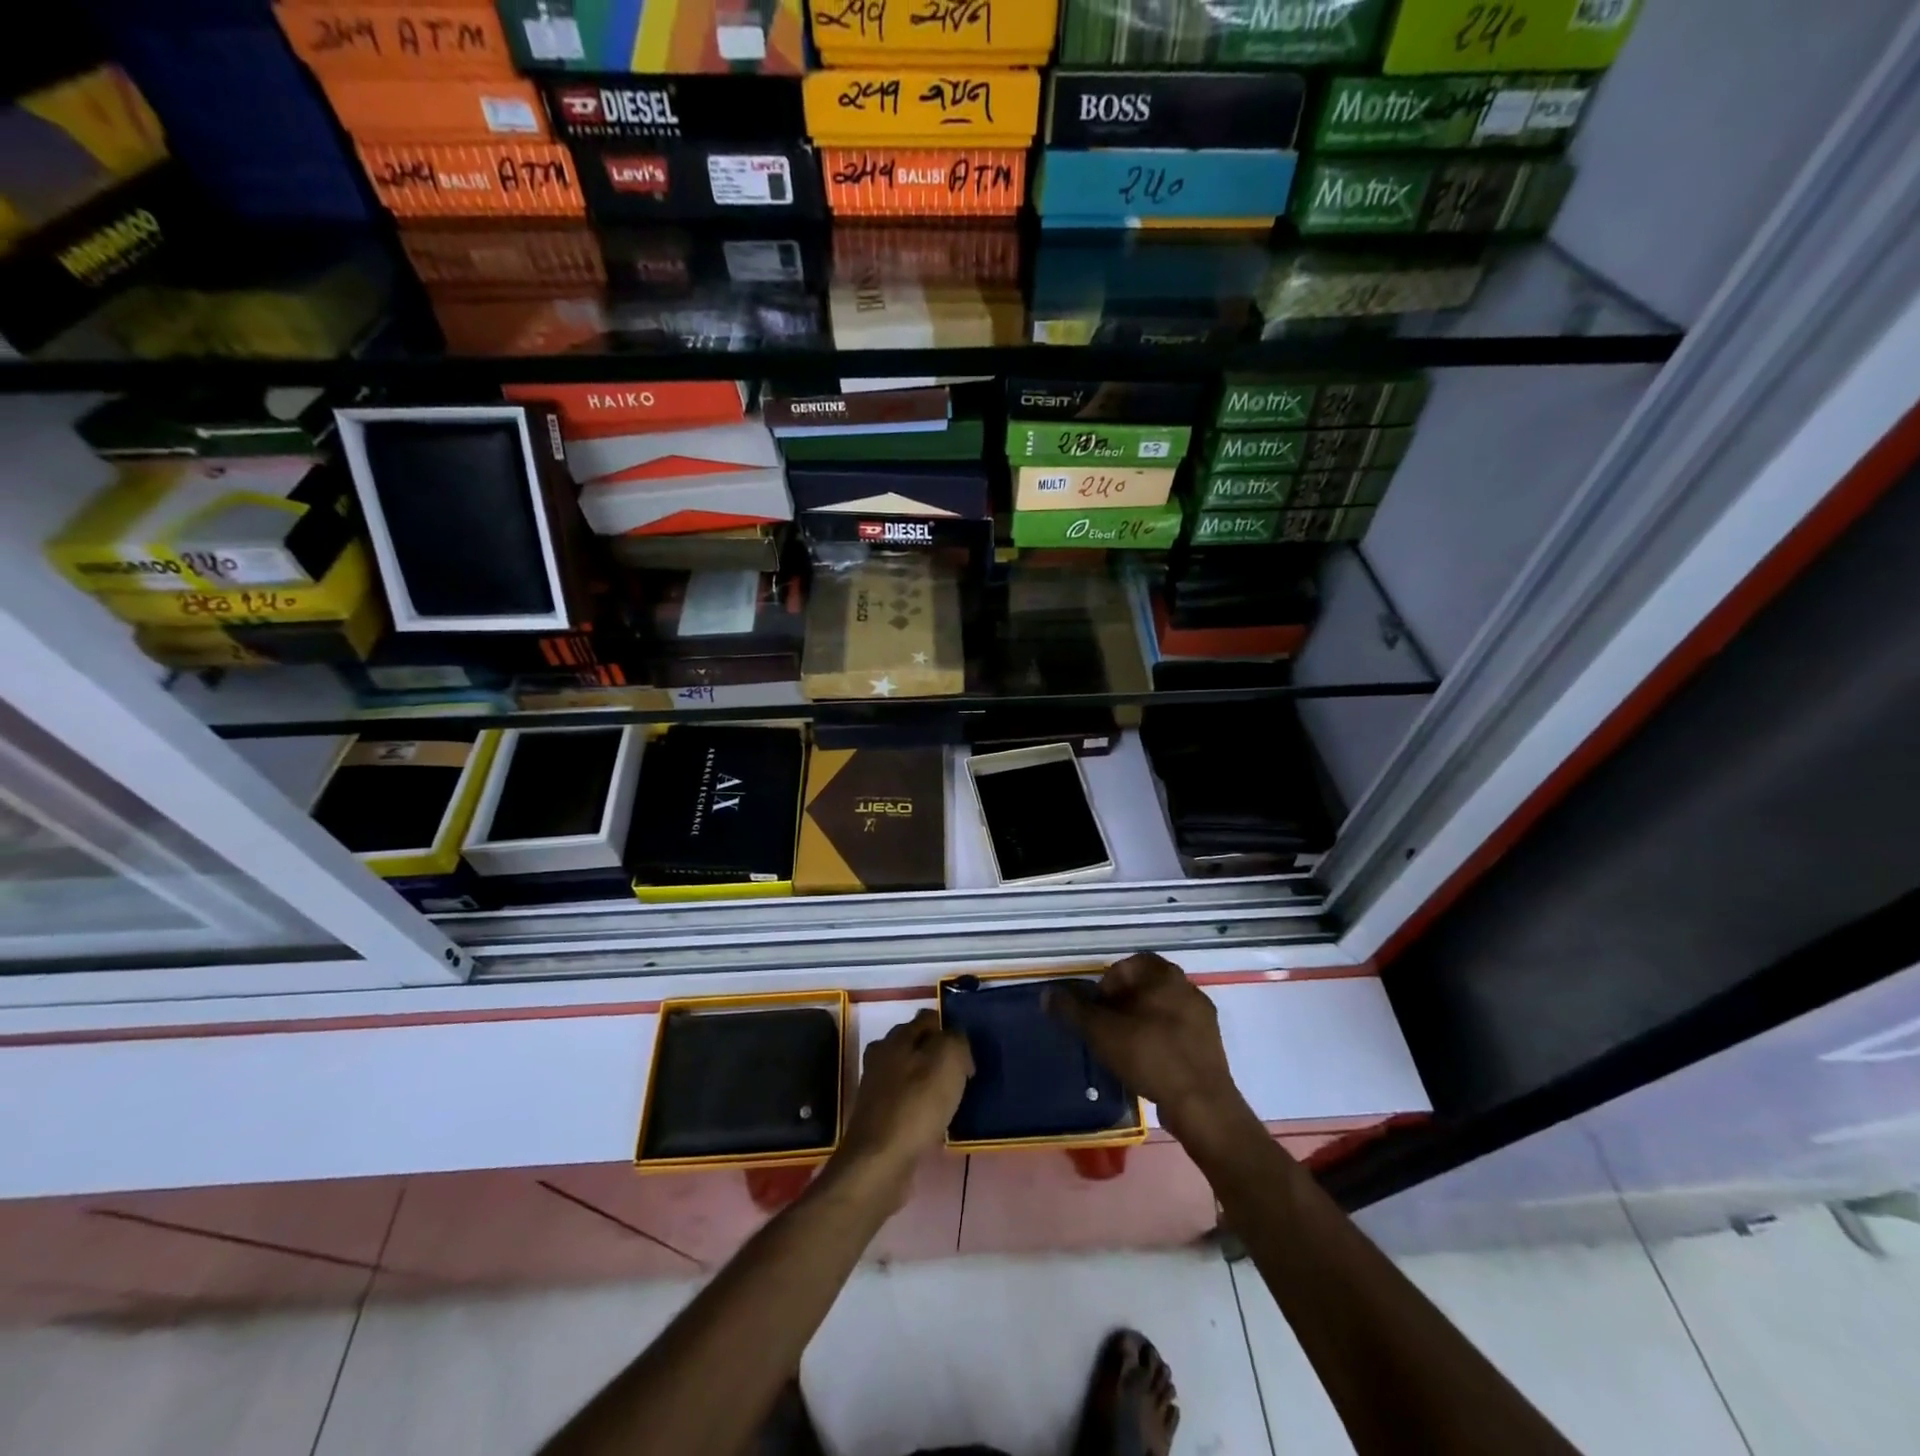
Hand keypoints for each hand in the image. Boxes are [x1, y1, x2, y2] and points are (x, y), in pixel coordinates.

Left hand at [833, 1010, 972, 1202]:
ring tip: (953, 1098)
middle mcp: (881, 1057)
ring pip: (911, 1074)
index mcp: (895, 1038)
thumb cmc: (917, 1105)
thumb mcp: (948, 1060)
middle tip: (963, 1074)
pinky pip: (906, 1102)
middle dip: (939, 1055)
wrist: (881, 1162)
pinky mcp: (878, 1118)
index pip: (927, 1018)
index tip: (969, 1049)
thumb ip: (956, 1040)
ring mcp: (876, 1089)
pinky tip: (935, 1121)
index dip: (950, 1028)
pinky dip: (921, 1107)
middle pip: (916, 1046)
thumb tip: (957, 1043)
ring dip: (930, 1082)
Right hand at [1047, 954, 1251, 1142]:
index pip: (1126, 966)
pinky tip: (1146, 1065)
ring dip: (1139, 1024)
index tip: (1096, 1013)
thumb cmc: (1149, 1055)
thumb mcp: (1101, 1031)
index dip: (1104, 986)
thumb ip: (1072, 1010)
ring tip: (1122, 1050)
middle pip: (1143, 988)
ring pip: (1159, 1010)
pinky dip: (1157, 1042)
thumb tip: (1047, 994)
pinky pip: (1175, 1033)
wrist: (1202, 1105)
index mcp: (1164, 974)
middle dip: (1120, 1006)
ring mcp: (1202, 1016)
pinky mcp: (1210, 1045)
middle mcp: (1187, 987)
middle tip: (1103, 1031)